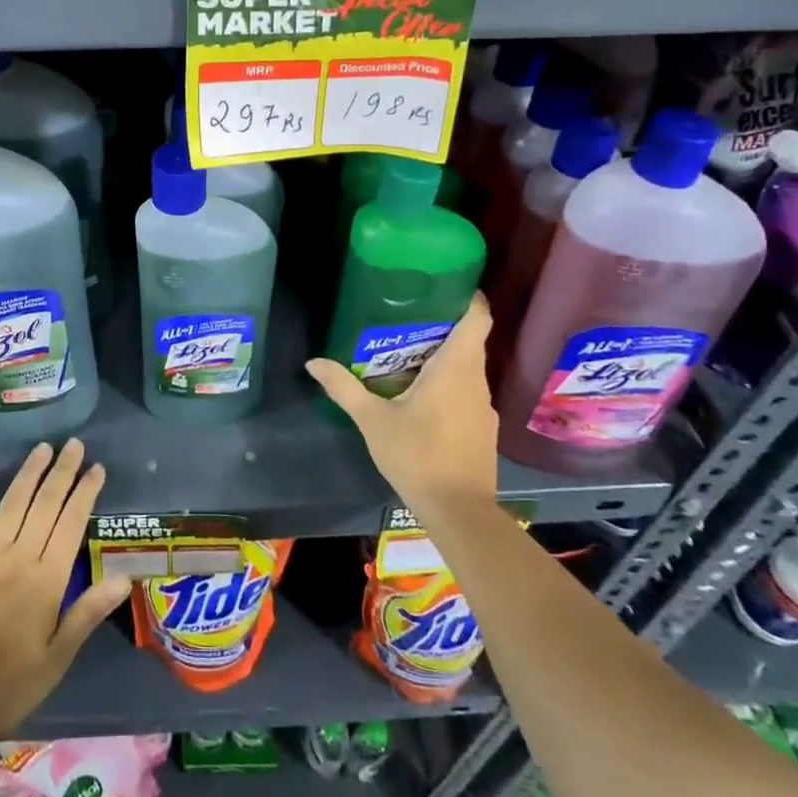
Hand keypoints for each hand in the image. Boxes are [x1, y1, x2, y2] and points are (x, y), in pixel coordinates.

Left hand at [0, 440, 130, 739]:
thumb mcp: (56, 658)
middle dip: (62, 472)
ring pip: (12, 504)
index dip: (85, 493)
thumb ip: (87, 613)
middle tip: (74, 444)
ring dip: (28, 474)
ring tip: (42, 448)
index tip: (97, 468)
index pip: (71, 523)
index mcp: (46, 580)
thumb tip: (124, 578)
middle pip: (44, 504)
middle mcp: (18, 557)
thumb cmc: (7, 685)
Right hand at [307, 292, 498, 521]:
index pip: (477, 318)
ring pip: (468, 368)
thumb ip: (343, 387)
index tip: (445, 284)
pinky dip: (449, 384)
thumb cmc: (417, 456)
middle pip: (469, 341)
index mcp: (456, 369)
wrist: (459, 512)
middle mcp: (476, 381)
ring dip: (444, 357)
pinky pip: (467, 392)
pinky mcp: (483, 430)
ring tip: (407, 354)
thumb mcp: (372, 420)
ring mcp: (484, 407)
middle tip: (407, 317)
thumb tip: (313, 362)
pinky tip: (421, 397)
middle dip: (442, 326)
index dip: (467, 297)